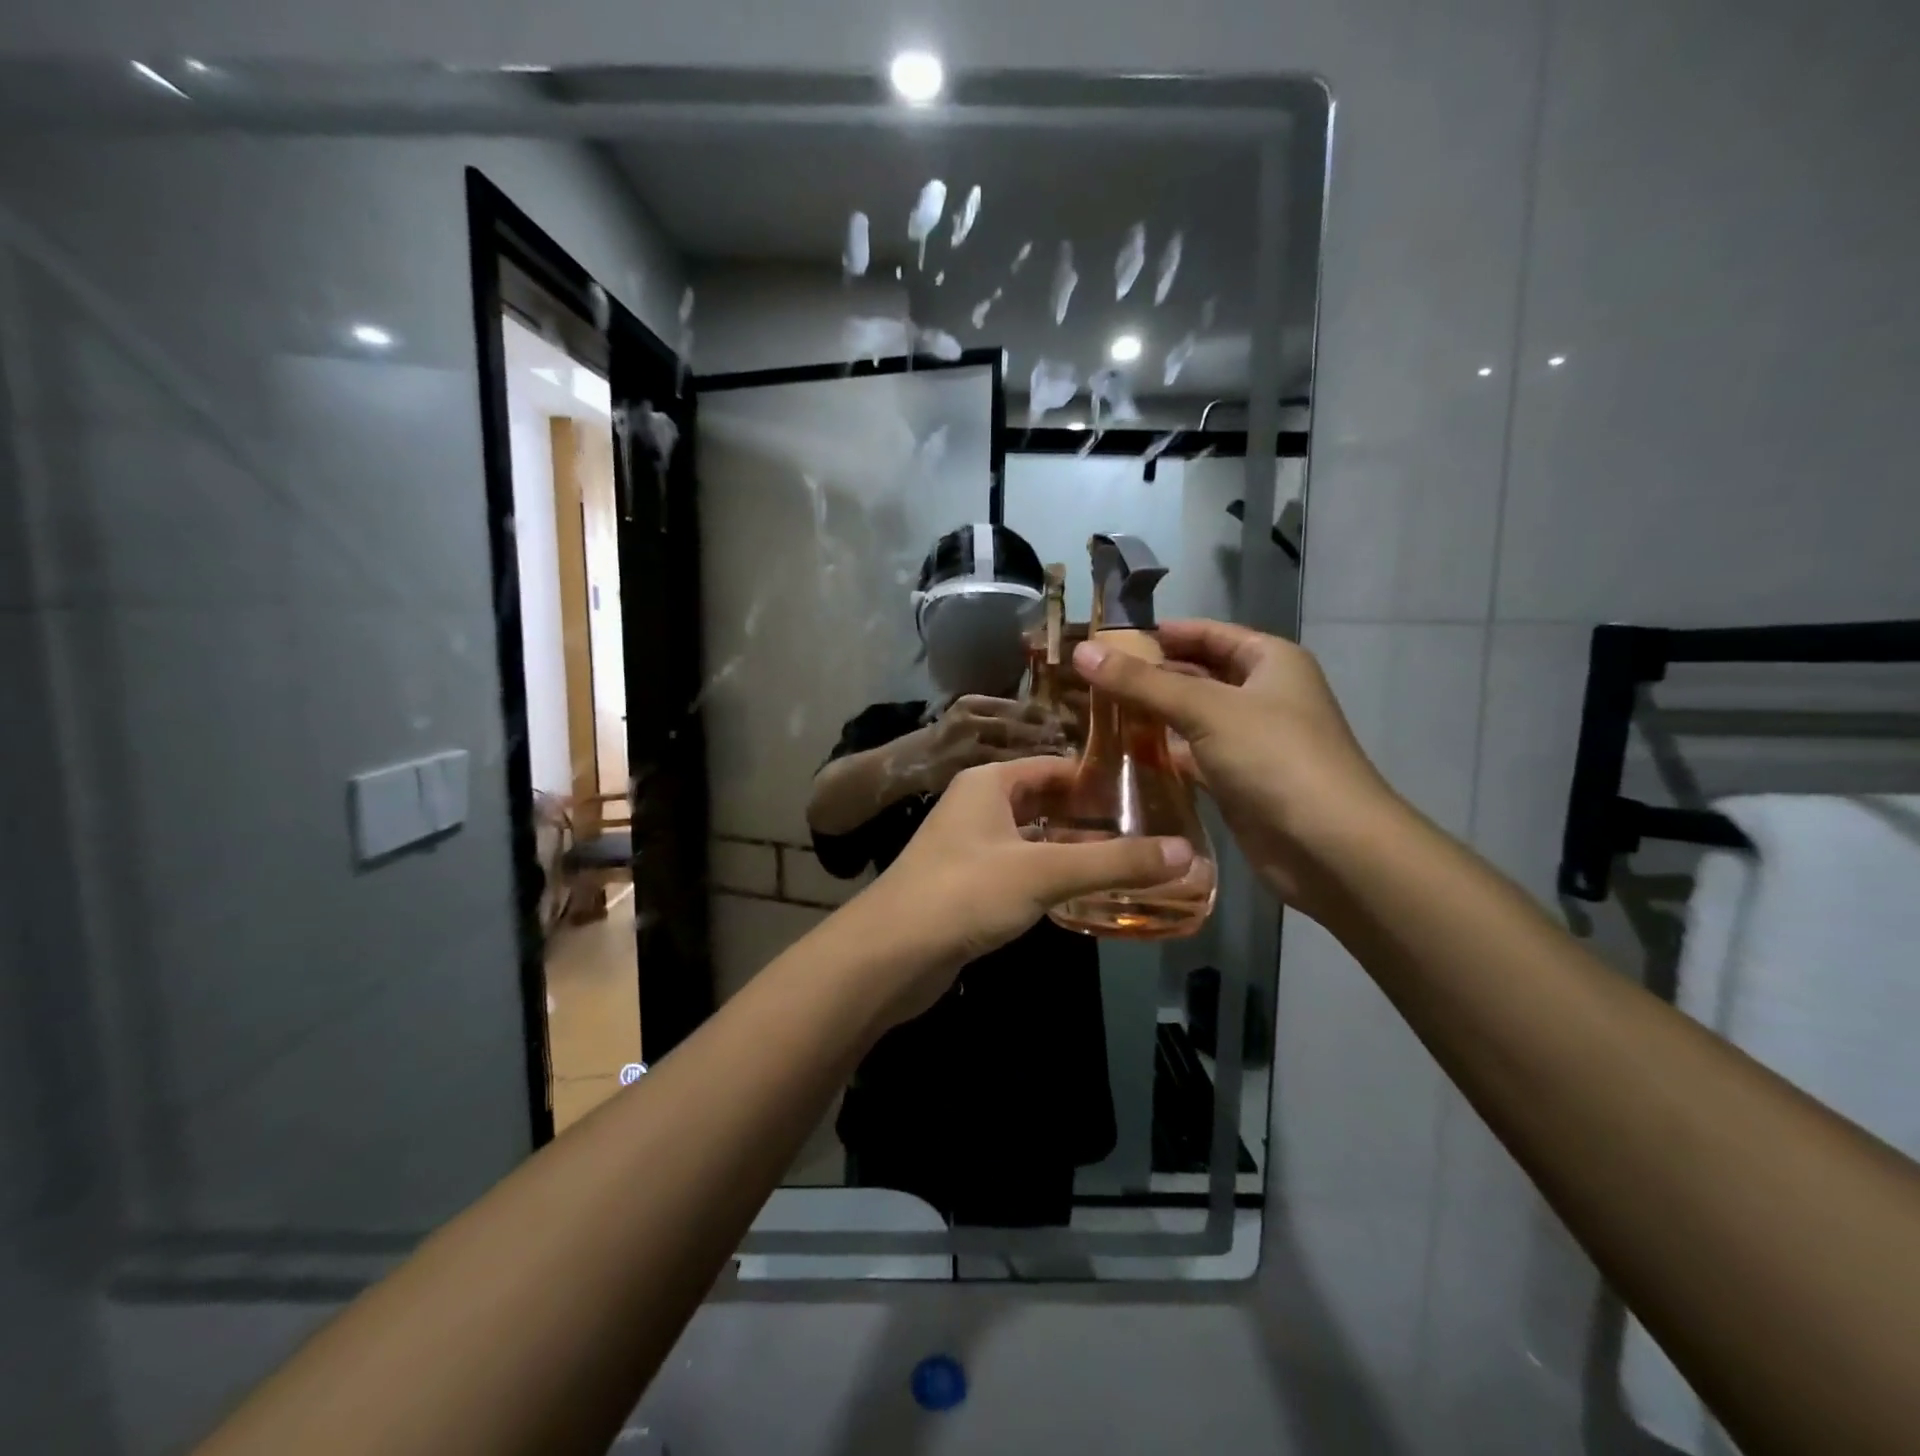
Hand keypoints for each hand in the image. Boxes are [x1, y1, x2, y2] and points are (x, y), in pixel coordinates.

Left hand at [855, 757, 1192, 1022]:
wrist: (891, 954)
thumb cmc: (965, 892)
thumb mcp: (1044, 871)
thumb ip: (1114, 862)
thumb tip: (1187, 853)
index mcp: (989, 782)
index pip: (1054, 767)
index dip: (1097, 778)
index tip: (1147, 794)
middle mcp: (977, 806)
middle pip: (1044, 802)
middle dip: (1089, 817)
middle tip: (1146, 832)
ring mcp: (969, 847)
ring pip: (1032, 839)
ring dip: (1071, 850)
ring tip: (1127, 863)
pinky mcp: (968, 885)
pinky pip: (1019, 870)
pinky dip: (1050, 877)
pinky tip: (1083, 895)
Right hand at [911, 694, 1062, 795]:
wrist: (904, 763)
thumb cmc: (943, 740)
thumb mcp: (967, 718)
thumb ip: (999, 717)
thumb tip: (1046, 721)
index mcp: (972, 703)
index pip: (1021, 707)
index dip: (1048, 716)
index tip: (1072, 725)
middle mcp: (969, 722)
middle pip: (1021, 728)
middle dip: (1049, 739)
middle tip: (1075, 749)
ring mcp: (965, 749)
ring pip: (1014, 754)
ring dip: (1041, 759)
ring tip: (1064, 767)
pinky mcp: (963, 774)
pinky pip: (1001, 777)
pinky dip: (1023, 780)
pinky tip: (1041, 786)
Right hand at [1072, 620, 1400, 911]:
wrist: (1329, 847)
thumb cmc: (1274, 758)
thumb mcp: (1205, 709)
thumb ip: (1142, 682)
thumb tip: (1082, 652)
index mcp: (1269, 660)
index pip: (1206, 633)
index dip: (1158, 633)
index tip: (1105, 640)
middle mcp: (1262, 694)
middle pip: (1196, 674)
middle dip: (1148, 676)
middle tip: (1088, 680)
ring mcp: (1251, 741)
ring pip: (1191, 718)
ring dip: (1151, 717)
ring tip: (1093, 713)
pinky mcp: (1238, 781)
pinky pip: (1193, 756)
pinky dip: (1162, 754)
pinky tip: (1121, 754)